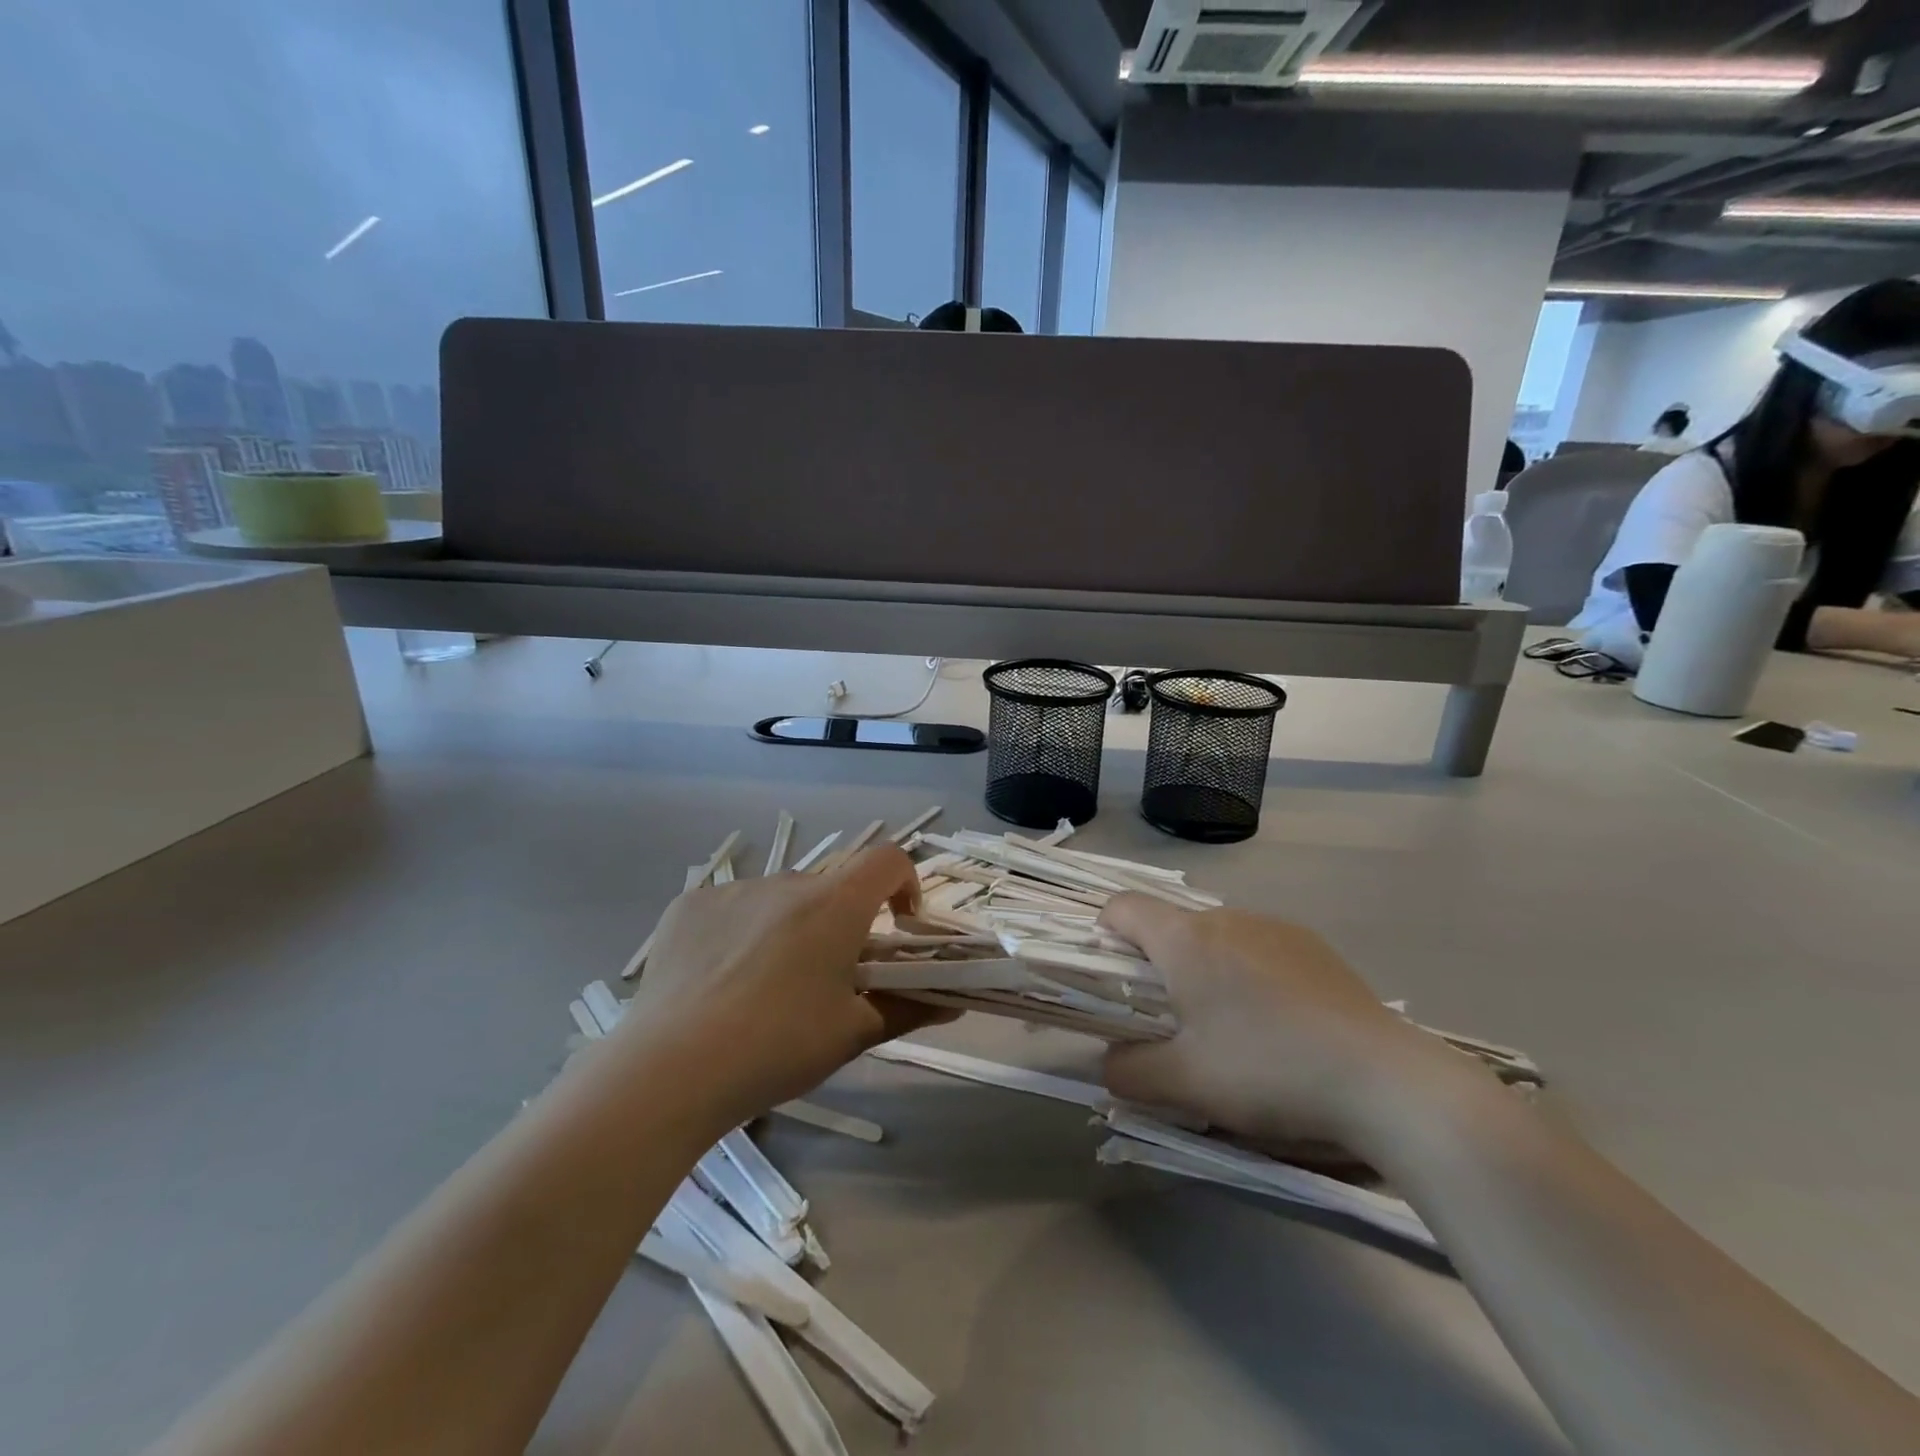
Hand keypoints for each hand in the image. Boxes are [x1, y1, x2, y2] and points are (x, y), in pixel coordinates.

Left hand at [618, 847, 939, 1127]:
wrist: (669, 1071)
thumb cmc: (778, 1047)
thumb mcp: (853, 1034)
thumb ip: (908, 1008)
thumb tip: (953, 1002)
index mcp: (834, 904)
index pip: (888, 859)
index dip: (904, 883)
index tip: (897, 927)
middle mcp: (786, 881)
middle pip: (830, 887)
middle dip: (840, 922)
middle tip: (826, 978)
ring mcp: (732, 890)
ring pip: (778, 899)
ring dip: (788, 927)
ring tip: (764, 989)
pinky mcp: (687, 906)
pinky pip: (730, 908)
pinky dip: (739, 933)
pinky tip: (718, 982)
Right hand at [1099, 896, 1465, 1148]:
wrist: (1384, 1081)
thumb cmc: (1268, 1070)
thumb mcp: (1185, 1084)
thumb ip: (1129, 1071)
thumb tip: (1110, 1062)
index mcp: (1186, 939)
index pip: (1122, 907)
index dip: (1105, 934)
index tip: (1114, 981)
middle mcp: (1227, 918)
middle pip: (1170, 926)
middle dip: (1158, 965)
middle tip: (1171, 1022)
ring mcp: (1275, 927)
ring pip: (1216, 938)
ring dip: (1204, 970)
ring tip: (1231, 1029)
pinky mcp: (1314, 946)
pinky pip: (1258, 947)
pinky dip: (1248, 974)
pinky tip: (1279, 1024)